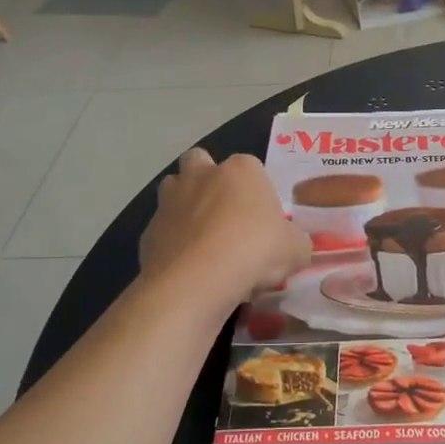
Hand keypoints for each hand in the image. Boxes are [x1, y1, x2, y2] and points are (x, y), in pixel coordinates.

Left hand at [139, 148, 309, 300]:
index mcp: (241, 170)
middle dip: (209, 181)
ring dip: (185, 207)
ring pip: (174, 191)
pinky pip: (164, 231)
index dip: (258, 193)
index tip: (264, 221)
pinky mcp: (148, 231)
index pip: (252, 168)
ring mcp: (170, 201)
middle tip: (226, 217)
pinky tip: (188, 268)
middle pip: (200, 163)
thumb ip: (296, 242)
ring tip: (203, 241)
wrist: (197, 281)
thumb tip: (294, 246)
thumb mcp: (296, 250)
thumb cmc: (254, 251)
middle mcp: (202, 175)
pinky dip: (173, 243)